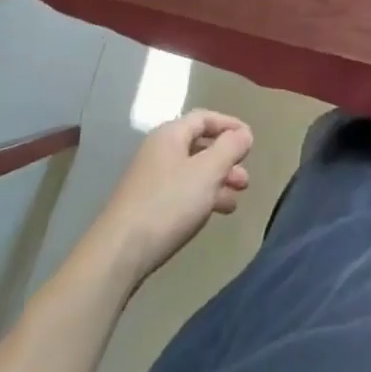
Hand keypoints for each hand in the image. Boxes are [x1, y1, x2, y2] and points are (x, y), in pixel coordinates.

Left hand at [89, 109, 253, 286]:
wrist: (119, 253)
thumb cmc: (168, 203)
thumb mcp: (207, 171)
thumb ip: (229, 148)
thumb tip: (244, 134)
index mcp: (170, 135)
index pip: (204, 118)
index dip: (230, 125)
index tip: (251, 140)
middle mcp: (159, 152)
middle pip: (199, 146)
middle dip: (226, 159)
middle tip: (245, 179)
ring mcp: (151, 180)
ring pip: (193, 172)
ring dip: (217, 182)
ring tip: (236, 200)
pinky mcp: (148, 207)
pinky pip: (183, 192)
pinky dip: (202, 198)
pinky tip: (215, 213)